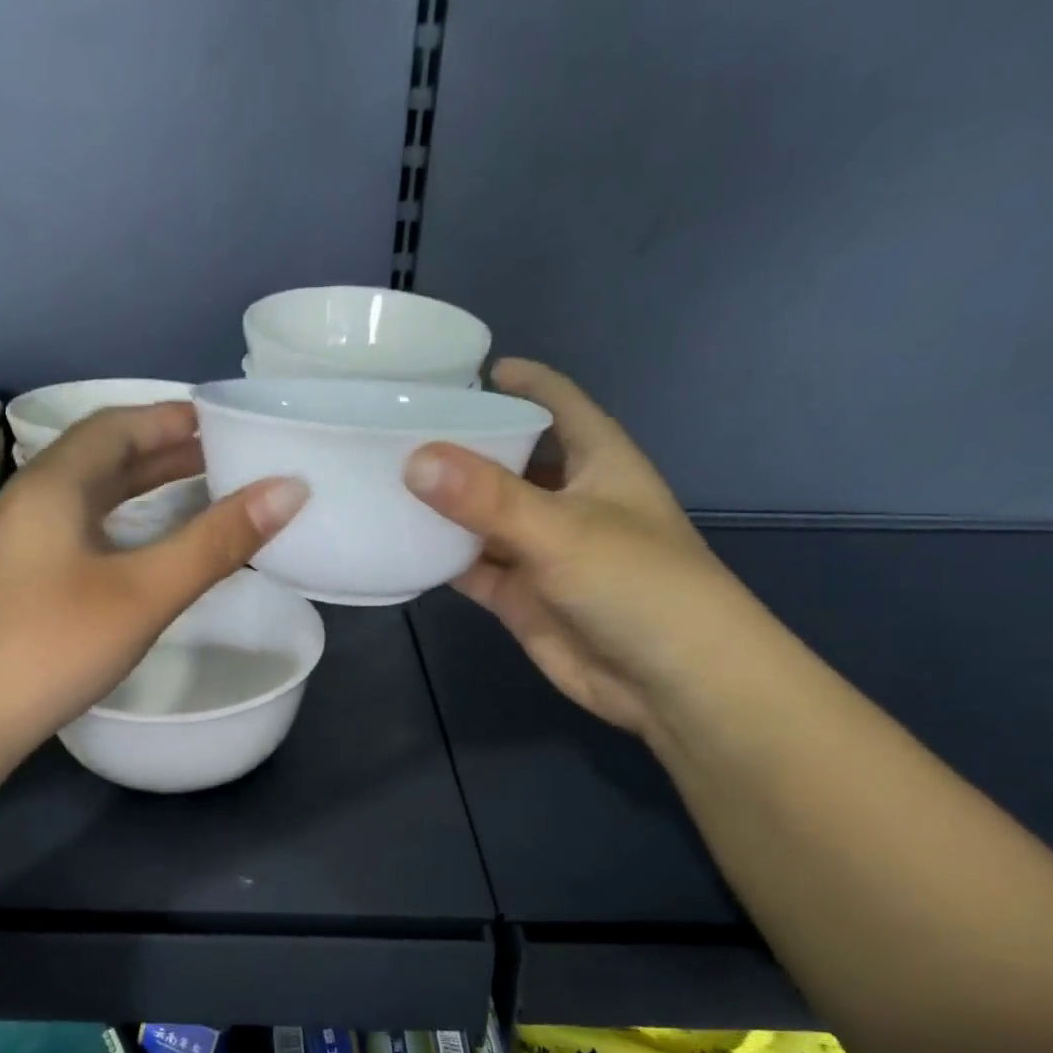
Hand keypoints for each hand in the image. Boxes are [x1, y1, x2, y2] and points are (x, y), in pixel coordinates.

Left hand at [0, 401, 306, 765]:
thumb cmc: (51, 646)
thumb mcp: (143, 593)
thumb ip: (215, 542)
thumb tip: (290, 489)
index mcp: (54, 484)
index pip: (116, 426)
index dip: (170, 418)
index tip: (222, 424)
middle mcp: (30, 502)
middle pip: (101, 458)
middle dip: (162, 452)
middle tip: (221, 459)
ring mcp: (17, 545)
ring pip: (88, 498)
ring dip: (140, 490)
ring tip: (193, 496)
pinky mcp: (16, 585)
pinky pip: (78, 532)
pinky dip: (121, 526)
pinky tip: (139, 552)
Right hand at [403, 358, 763, 737]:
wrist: (669, 682)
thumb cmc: (637, 585)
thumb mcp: (562, 530)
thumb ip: (487, 498)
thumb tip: (413, 460)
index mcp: (597, 459)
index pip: (556, 402)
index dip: (519, 382)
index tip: (462, 370)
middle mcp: (566, 498)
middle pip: (509, 458)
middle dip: (463, 444)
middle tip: (396, 428)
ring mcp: (540, 550)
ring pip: (482, 517)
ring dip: (443, 504)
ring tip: (382, 480)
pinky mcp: (520, 596)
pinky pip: (471, 566)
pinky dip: (440, 558)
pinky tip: (398, 544)